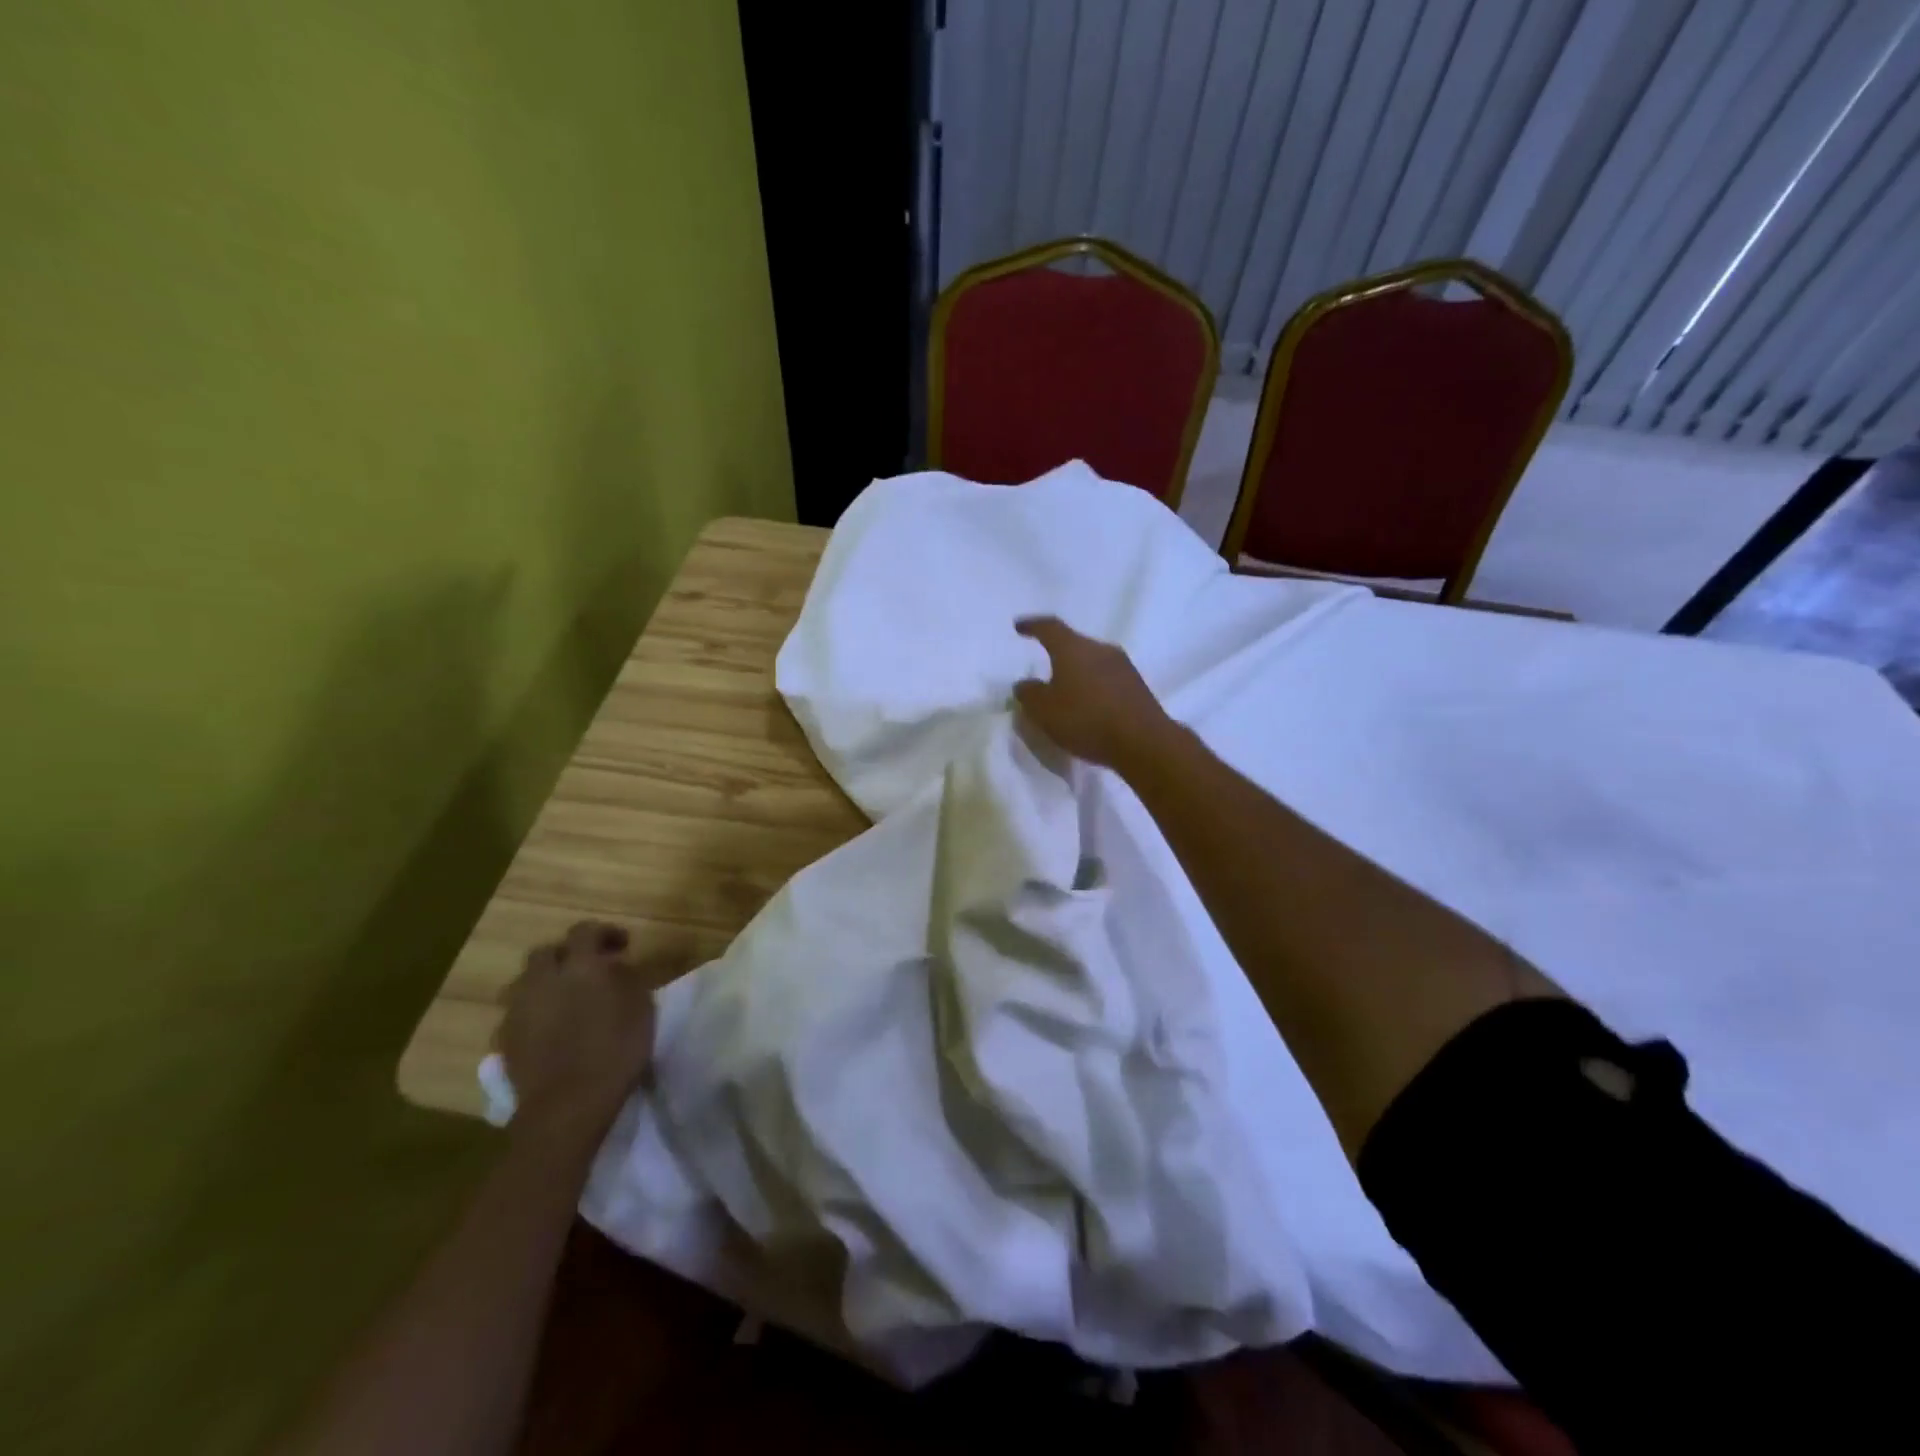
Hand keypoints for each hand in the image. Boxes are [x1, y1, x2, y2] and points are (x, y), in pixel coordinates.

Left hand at [498, 921, 684, 1132]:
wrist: (567, 1106)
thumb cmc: (616, 1051)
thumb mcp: (641, 1007)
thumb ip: (627, 978)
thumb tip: (615, 965)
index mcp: (579, 966)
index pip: (585, 931)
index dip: (604, 932)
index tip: (623, 946)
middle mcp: (543, 980)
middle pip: (546, 952)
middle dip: (566, 955)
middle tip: (588, 969)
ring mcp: (518, 1010)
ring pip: (524, 982)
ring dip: (544, 983)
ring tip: (563, 999)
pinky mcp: (505, 1040)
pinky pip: (517, 1013)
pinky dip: (532, 1012)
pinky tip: (549, 1028)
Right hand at [1013, 616, 1175, 772]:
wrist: (1143, 742)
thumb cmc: (1085, 719)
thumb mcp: (1044, 711)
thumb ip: (1029, 694)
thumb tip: (1025, 684)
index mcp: (1073, 648)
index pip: (1049, 628)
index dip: (1033, 626)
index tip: (1019, 626)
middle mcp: (1100, 649)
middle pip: (1074, 644)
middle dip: (1058, 653)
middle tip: (1044, 666)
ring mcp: (1123, 666)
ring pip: (1092, 662)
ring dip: (1078, 673)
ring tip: (1066, 690)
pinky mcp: (1137, 687)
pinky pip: (1107, 680)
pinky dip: (1093, 688)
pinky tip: (1088, 706)